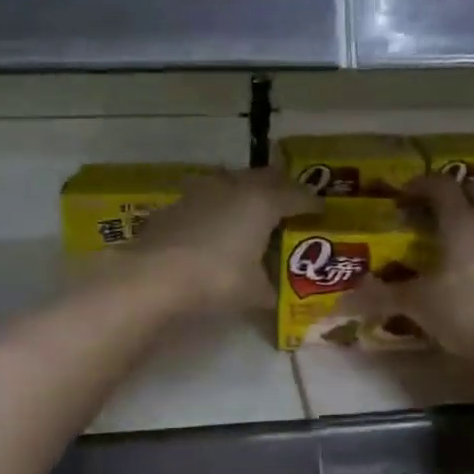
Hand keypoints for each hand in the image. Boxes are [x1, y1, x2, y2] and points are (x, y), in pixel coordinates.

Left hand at [132, 168, 315, 313]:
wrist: (154, 276)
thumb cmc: (217, 279)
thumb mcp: (254, 292)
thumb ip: (270, 289)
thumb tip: (276, 296)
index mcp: (263, 203)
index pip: (296, 195)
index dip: (311, 203)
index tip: (320, 210)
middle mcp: (234, 188)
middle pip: (265, 177)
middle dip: (281, 187)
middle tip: (290, 202)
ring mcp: (201, 191)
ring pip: (233, 181)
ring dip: (246, 191)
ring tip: (252, 210)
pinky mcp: (176, 204)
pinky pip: (207, 198)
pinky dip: (218, 207)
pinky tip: (215, 225)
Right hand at [354, 175, 473, 360]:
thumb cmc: (464, 312)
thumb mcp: (416, 303)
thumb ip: (381, 296)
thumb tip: (343, 299)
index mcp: (461, 222)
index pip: (441, 185)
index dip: (419, 185)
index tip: (399, 198)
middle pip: (473, 190)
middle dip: (450, 193)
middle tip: (425, 210)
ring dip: (468, 215)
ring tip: (444, 236)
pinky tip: (464, 265)